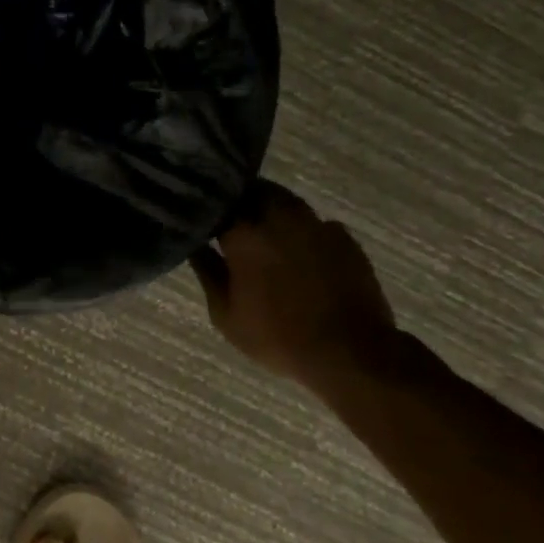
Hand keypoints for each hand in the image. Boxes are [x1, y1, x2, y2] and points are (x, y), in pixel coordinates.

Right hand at [189, 181, 395, 391]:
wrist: (349, 351)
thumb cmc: (276, 336)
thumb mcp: (226, 314)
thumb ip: (208, 273)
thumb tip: (194, 247)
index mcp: (244, 234)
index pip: (218, 204)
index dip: (209, 208)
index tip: (202, 217)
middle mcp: (279, 218)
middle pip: (254, 191)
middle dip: (240, 199)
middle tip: (231, 217)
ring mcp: (315, 225)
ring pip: (286, 201)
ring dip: (271, 208)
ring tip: (263, 229)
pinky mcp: (344, 238)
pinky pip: (315, 222)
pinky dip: (302, 228)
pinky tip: (299, 249)